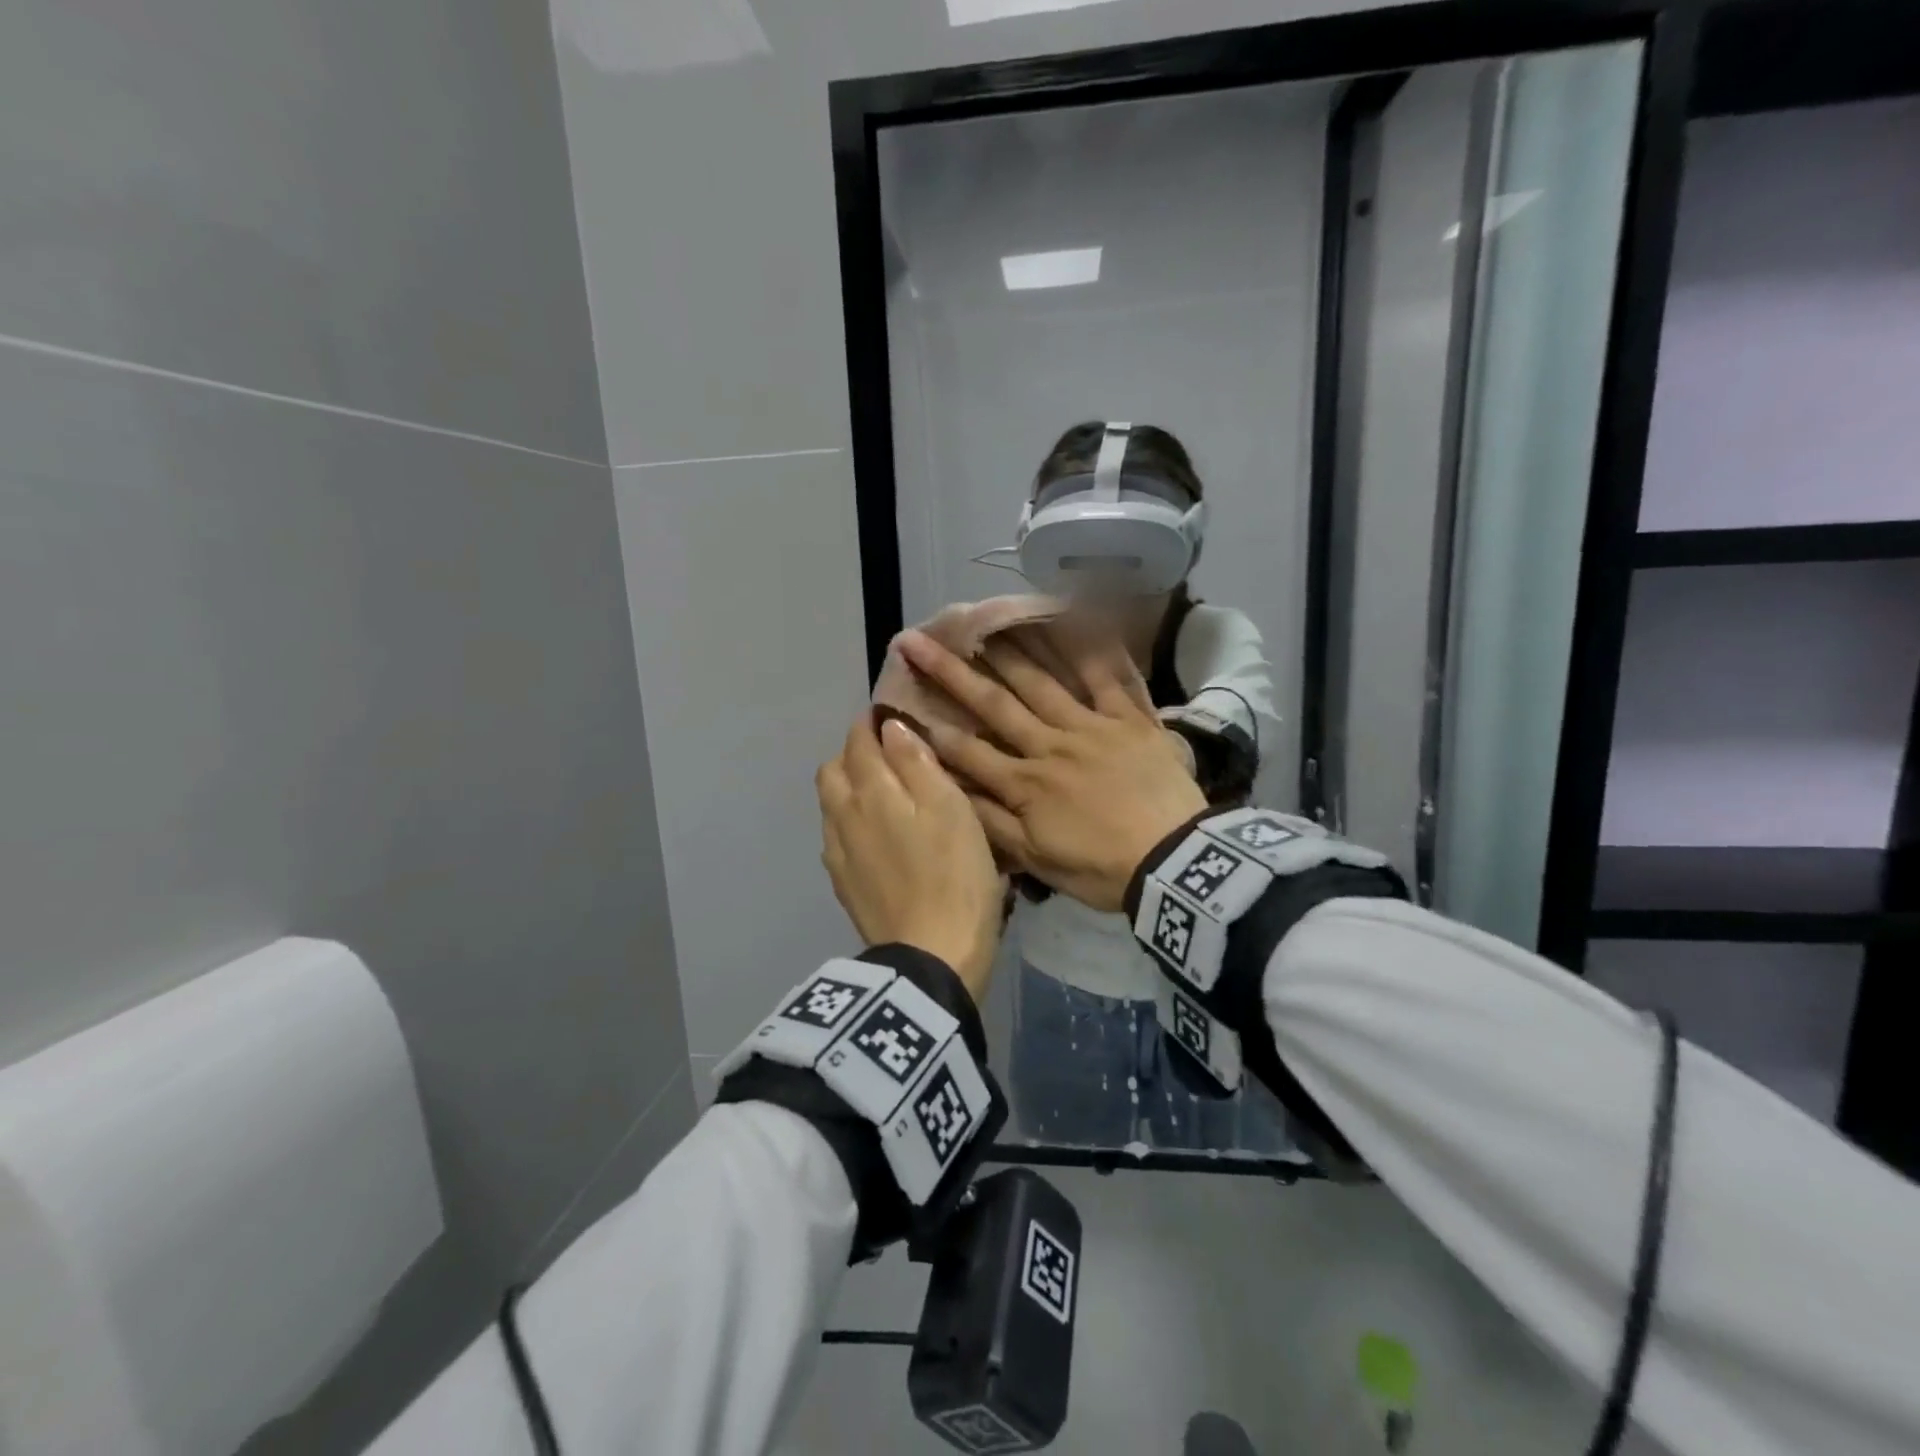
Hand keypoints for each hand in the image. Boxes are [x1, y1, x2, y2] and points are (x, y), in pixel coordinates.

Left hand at [816, 713, 1005, 1003]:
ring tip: (882, 794)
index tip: (887, 717)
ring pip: (830, 803)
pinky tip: (874, 836)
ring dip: (848, 787)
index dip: (870, 724)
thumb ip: (916, 762)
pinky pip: (835, 836)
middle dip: (853, 753)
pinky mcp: (842, 884)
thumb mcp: (950, 808)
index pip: (858, 741)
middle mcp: (842, 815)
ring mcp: (837, 853)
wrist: (931, 956)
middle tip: (887, 755)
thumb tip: (890, 728)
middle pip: (833, 770)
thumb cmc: (954, 875)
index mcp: (869, 791)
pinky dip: (850, 821)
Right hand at [894, 626, 1207, 912]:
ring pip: (1042, 682)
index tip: (898, 700)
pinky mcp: (1131, 719)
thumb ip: (991, 825)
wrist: (1177, 863)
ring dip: (1006, 651)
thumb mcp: (1038, 862)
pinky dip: (1092, 646)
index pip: (968, 750)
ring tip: (978, 623)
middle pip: (994, 705)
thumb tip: (949, 793)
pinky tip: (1072, 618)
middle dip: (951, 673)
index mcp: (1025, 784)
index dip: (931, 725)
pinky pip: (1109, 676)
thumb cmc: (1103, 869)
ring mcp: (1091, 726)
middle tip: (917, 641)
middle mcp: (1050, 745)